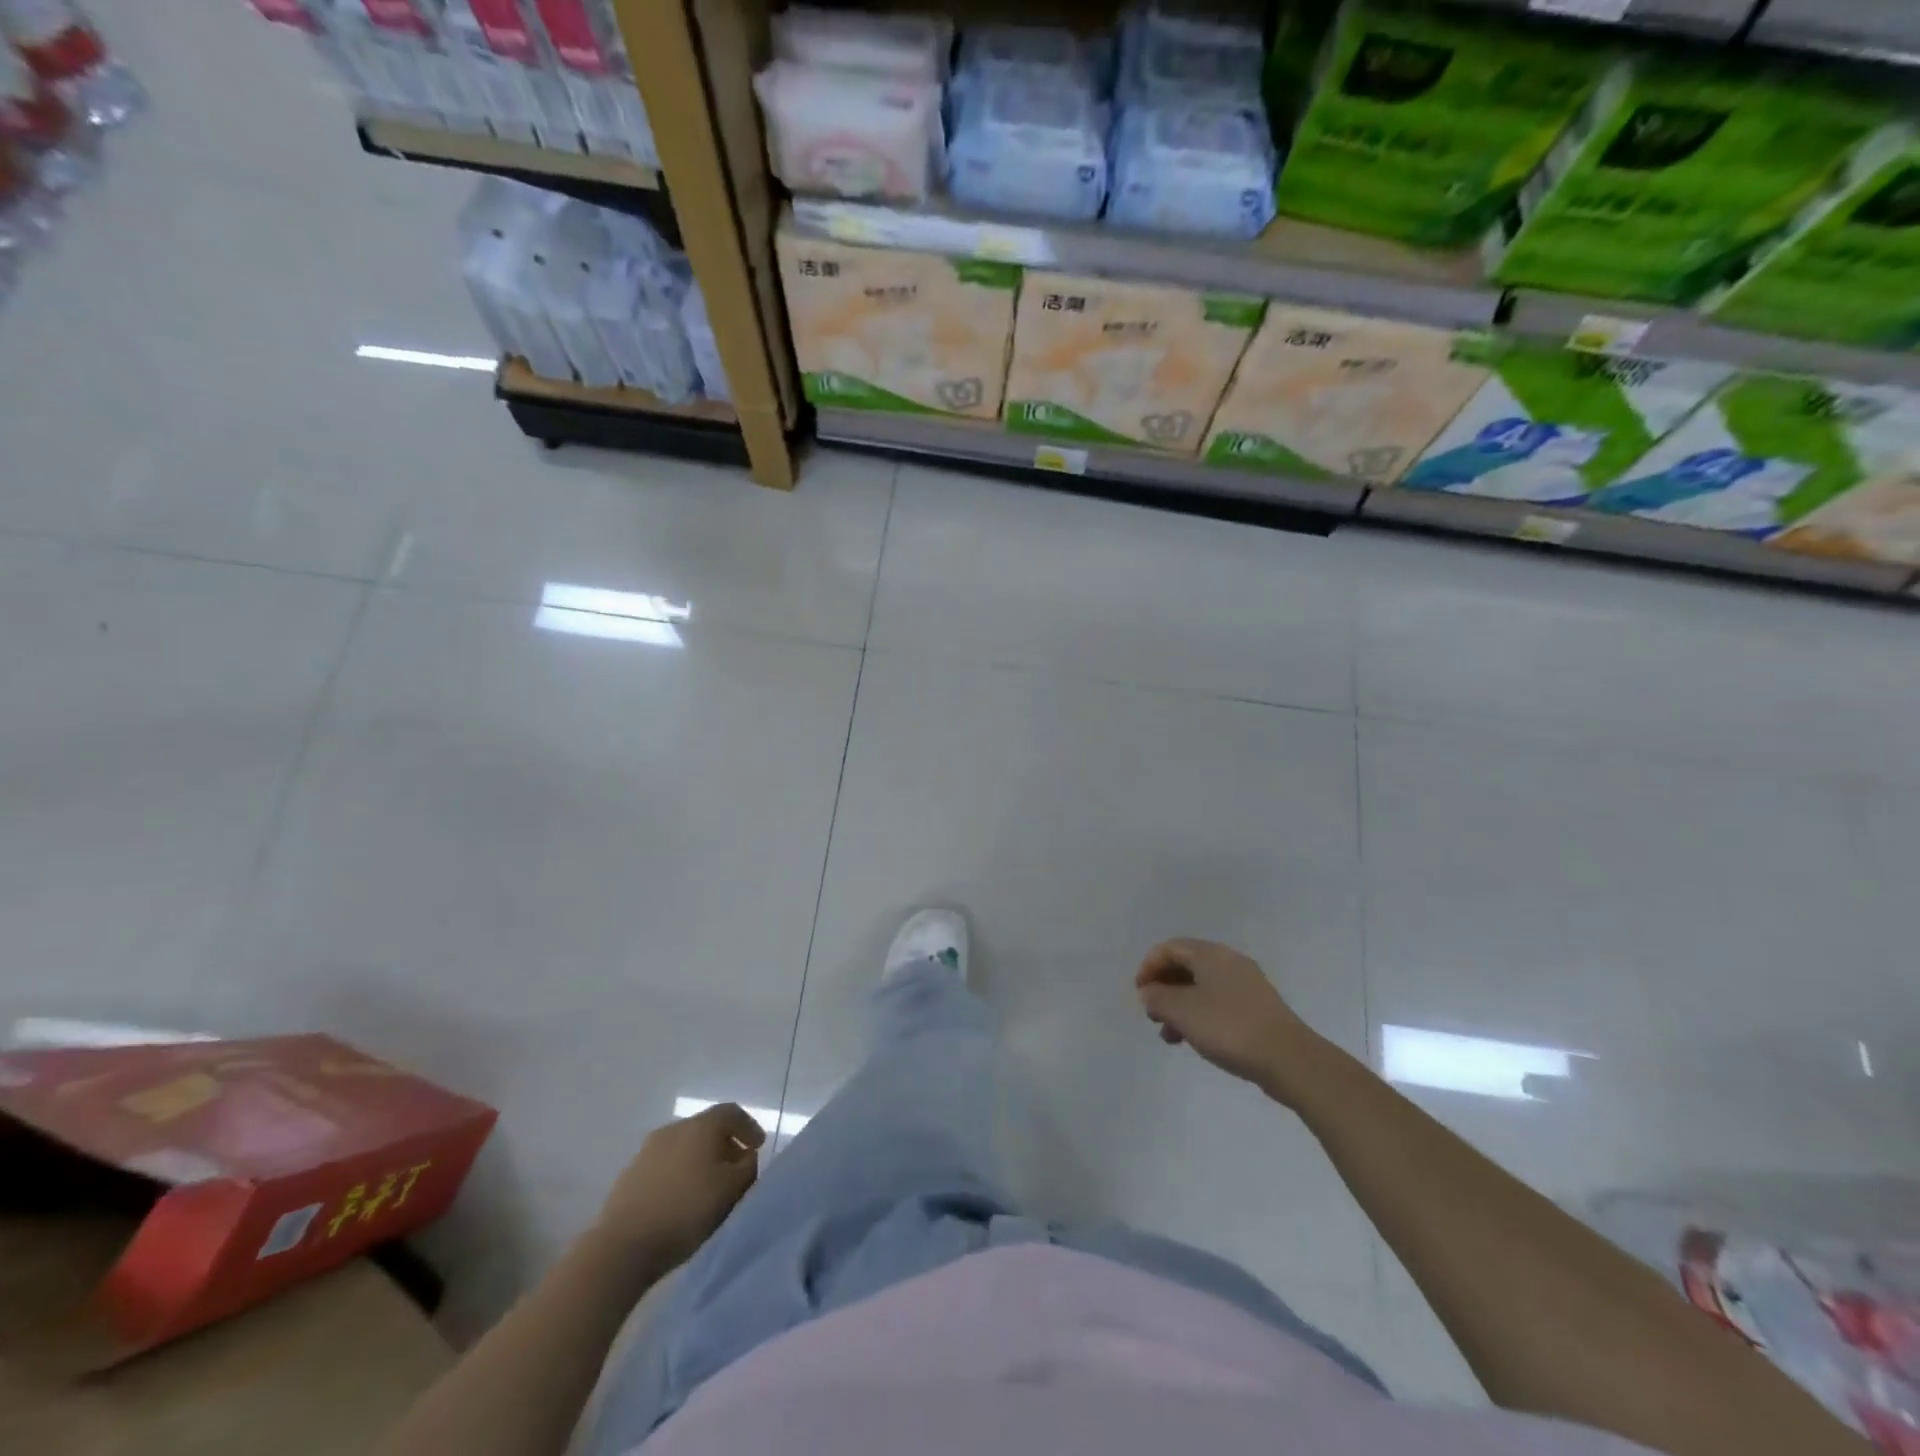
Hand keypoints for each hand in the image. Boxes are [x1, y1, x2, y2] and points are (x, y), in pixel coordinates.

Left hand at [597, 1103, 764, 1266]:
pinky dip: (679, 1173)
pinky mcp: (629, 1175)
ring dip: (700, 1160)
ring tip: (709, 1187)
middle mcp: (673, 1129)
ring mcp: (647, 1151)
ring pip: (684, 1147)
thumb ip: (747, 1168)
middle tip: (736, 1168)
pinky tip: (681, 1199)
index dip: (749, 1126)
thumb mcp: (731, 1190)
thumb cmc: (686, 1211)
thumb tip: (746, 1157)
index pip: (731, 1112)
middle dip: (725, 1145)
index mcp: (700, 1126)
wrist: (622, 1247)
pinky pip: (664, 1165)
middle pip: (706, 1128)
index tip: (758, 1147)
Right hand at [1135, 939, 1320, 1097]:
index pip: (1169, 948)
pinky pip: (1218, 1001)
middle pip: (1186, 965)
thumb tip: (1149, 992)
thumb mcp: (1183, 1012)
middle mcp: (1229, 961)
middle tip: (1152, 1014)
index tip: (1139, 994)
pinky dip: (1200, 1014)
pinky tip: (1195, 1039)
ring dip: (1180, 1005)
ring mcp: (1247, 984)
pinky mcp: (1258, 1008)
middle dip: (1163, 987)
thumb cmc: (1229, 1028)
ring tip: (1170, 1035)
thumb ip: (1158, 998)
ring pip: (1201, 986)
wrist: (1290, 1060)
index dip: (1148, 967)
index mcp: (1211, 954)